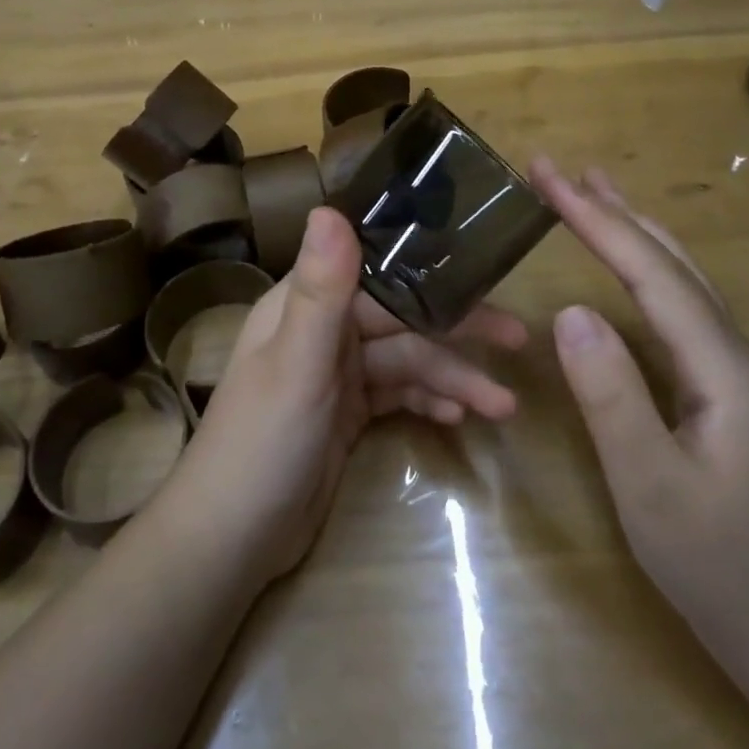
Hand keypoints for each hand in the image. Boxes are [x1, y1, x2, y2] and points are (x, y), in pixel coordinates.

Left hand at [165, 207, 528, 584]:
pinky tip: (460, 418)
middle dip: (457, 332)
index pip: (378, 274)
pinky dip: (427, 401)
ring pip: (406, 361)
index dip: (430, 274)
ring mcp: (336, 375)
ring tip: (503, 406)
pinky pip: (398, 395)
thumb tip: (329, 207)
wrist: (231, 540)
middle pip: (401, 319)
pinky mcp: (347, 414)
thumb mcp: (296, 364)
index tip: (485, 274)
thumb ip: (320, 289)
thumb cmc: (261, 443)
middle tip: (517, 340)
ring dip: (452, 379)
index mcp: (304, 304)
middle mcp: (322, 330)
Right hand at [530, 157, 748, 640]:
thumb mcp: (649, 484)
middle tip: (559, 169)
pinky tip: (626, 263)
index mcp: (724, 369)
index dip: (598, 222)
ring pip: (680, 278)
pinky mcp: (720, 385)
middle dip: (612, 210)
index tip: (549, 179)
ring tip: (592, 191)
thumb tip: (571, 311)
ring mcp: (732, 368)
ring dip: (633, 229)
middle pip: (671, 262)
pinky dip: (644, 268)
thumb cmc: (712, 561)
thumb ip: (611, 395)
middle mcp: (735, 352)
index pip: (652, 275)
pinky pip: (677, 307)